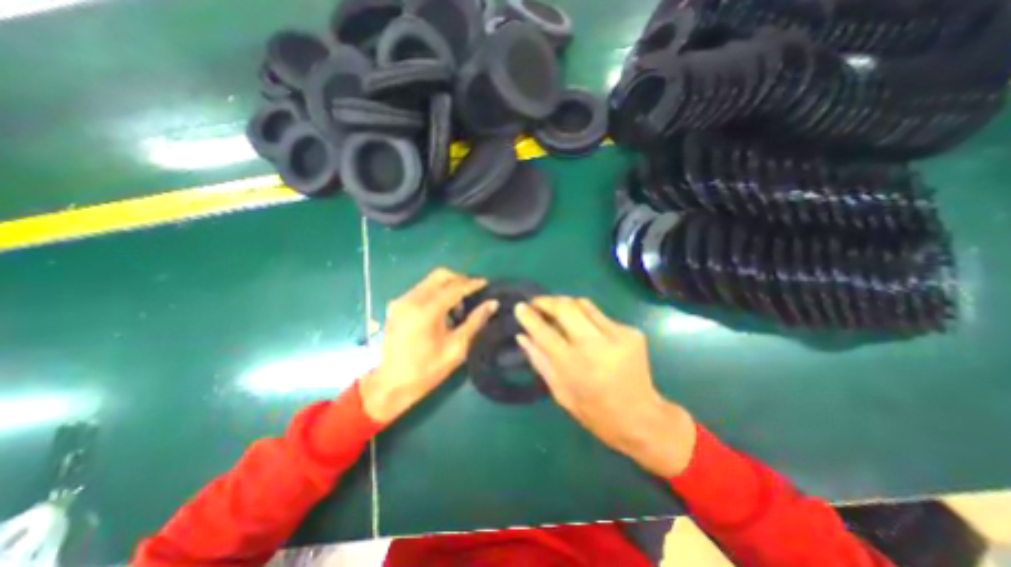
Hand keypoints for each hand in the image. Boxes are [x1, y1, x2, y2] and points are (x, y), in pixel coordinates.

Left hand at [362, 267, 498, 423]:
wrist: (391, 384)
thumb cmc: (427, 370)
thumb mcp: (457, 348)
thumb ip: (475, 322)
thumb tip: (492, 303)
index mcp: (426, 311)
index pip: (454, 288)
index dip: (472, 284)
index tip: (486, 283)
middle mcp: (411, 300)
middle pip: (440, 275)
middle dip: (459, 279)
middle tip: (473, 292)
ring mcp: (401, 301)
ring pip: (430, 280)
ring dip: (447, 286)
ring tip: (459, 304)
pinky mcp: (396, 305)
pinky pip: (421, 289)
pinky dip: (435, 292)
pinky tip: (442, 309)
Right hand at [515, 298, 696, 475]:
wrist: (642, 417)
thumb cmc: (594, 411)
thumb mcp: (560, 392)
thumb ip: (539, 360)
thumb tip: (521, 335)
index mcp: (574, 365)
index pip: (544, 331)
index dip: (528, 316)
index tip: (519, 306)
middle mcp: (595, 345)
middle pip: (565, 307)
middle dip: (546, 301)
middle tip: (536, 303)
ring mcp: (617, 335)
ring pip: (583, 304)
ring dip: (565, 304)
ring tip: (556, 310)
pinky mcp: (631, 332)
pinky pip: (600, 315)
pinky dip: (585, 317)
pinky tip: (583, 328)